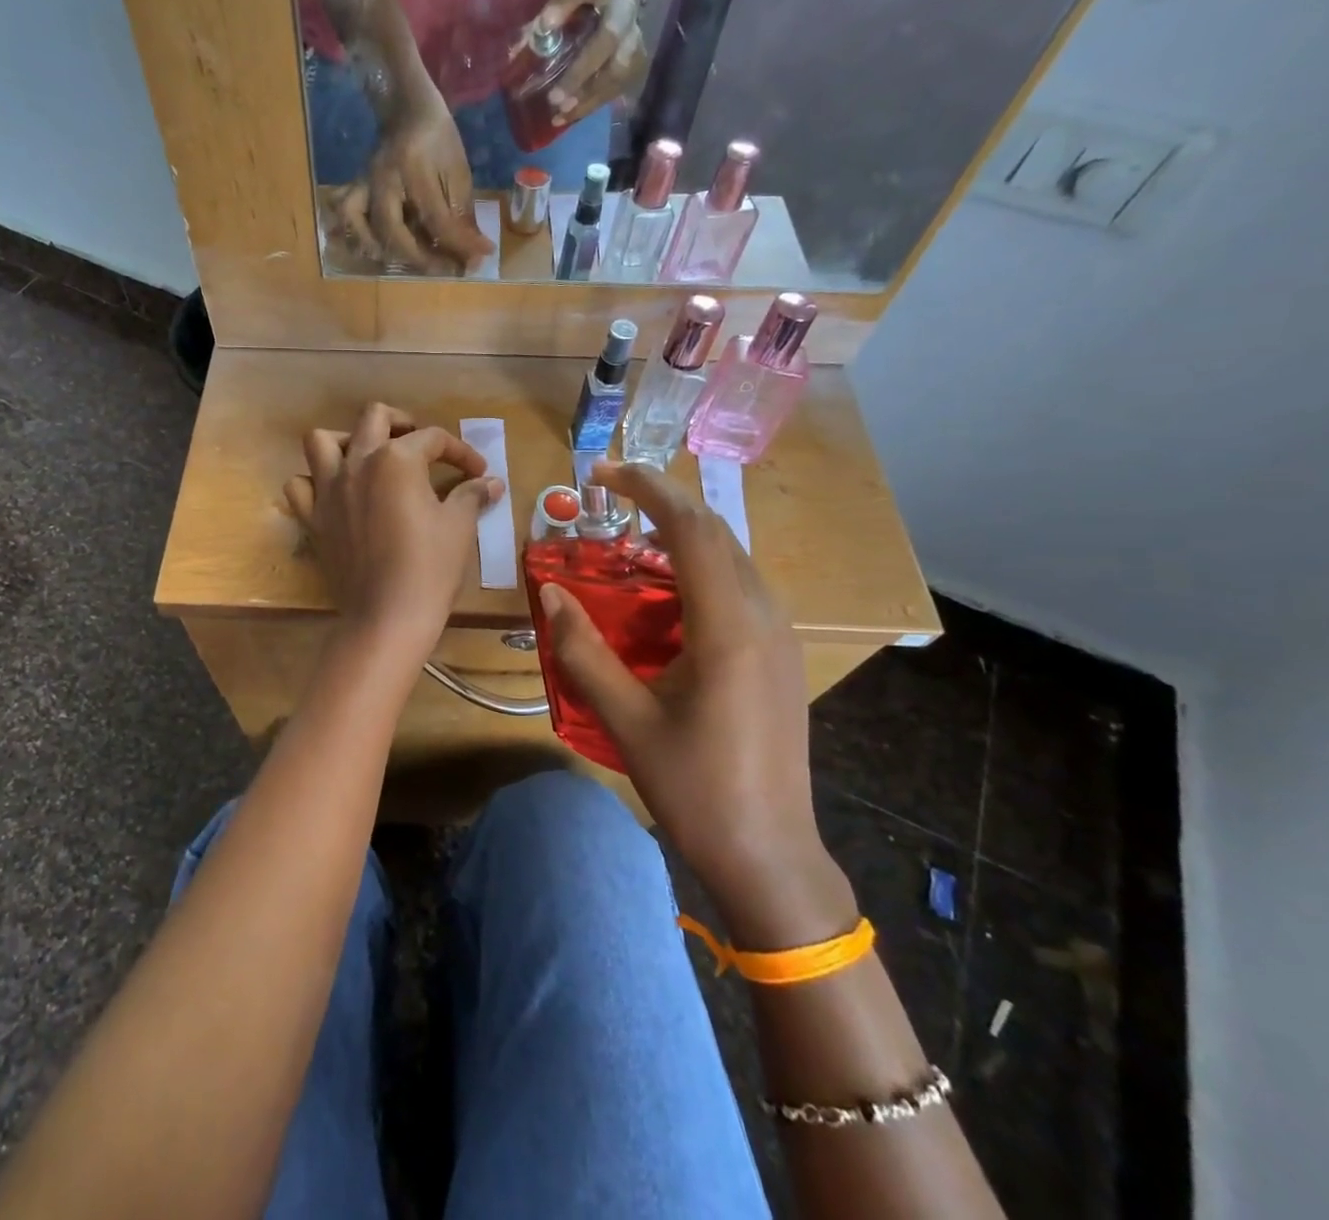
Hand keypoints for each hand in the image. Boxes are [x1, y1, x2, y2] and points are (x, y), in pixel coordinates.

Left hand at [284, 404, 505, 655]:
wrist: (388, 616)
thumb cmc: (430, 567)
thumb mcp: (458, 526)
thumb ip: (471, 495)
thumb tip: (491, 482)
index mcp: (396, 459)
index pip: (433, 439)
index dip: (461, 452)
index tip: (478, 473)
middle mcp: (357, 463)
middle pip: (375, 418)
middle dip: (402, 424)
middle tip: (420, 447)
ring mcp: (328, 489)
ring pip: (323, 441)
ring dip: (347, 441)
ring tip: (368, 459)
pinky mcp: (313, 518)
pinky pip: (301, 486)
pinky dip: (315, 483)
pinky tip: (336, 495)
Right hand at [331, 89, 493, 273]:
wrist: (408, 108)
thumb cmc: (439, 139)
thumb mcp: (458, 172)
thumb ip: (463, 214)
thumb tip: (475, 254)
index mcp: (414, 168)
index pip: (436, 219)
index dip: (460, 245)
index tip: (480, 260)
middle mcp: (383, 179)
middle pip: (394, 231)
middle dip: (421, 258)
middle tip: (445, 268)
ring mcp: (364, 184)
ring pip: (363, 227)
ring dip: (386, 251)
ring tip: (411, 260)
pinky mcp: (356, 188)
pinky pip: (346, 215)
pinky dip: (356, 235)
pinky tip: (375, 248)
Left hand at [525, 0, 646, 127]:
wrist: (618, 3)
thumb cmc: (580, 6)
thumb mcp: (560, 4)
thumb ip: (538, 24)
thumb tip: (514, 55)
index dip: (566, 3)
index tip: (545, 24)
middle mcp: (623, 11)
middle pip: (608, 38)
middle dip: (581, 71)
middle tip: (555, 98)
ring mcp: (635, 37)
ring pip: (618, 70)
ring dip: (588, 96)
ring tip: (561, 114)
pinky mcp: (637, 62)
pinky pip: (617, 88)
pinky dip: (592, 105)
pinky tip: (569, 117)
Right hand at [537, 460, 820, 889]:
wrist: (769, 855)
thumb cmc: (694, 788)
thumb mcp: (626, 719)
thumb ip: (583, 650)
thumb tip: (549, 593)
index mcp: (729, 628)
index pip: (693, 529)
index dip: (648, 489)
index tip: (603, 474)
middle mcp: (764, 618)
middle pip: (716, 533)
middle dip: (662, 504)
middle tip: (608, 499)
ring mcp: (780, 636)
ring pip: (731, 558)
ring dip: (681, 536)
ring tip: (628, 541)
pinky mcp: (780, 655)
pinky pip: (738, 587)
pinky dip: (698, 569)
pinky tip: (663, 595)